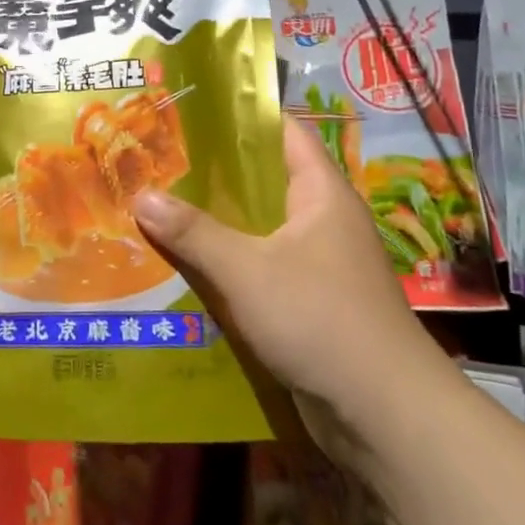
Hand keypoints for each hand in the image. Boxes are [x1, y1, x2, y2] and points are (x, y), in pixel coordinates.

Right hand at [133, 118, 434, 432]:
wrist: (383, 414)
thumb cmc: (320, 318)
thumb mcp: (248, 270)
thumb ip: (194, 233)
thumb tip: (141, 195)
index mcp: (320, 192)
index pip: (283, 131)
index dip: (241, 115)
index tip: (190, 110)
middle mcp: (321, 218)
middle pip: (263, 180)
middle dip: (213, 173)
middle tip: (157, 160)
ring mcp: (317, 262)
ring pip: (258, 227)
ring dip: (216, 222)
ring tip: (159, 206)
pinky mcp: (308, 301)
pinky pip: (260, 266)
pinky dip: (228, 262)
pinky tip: (185, 264)